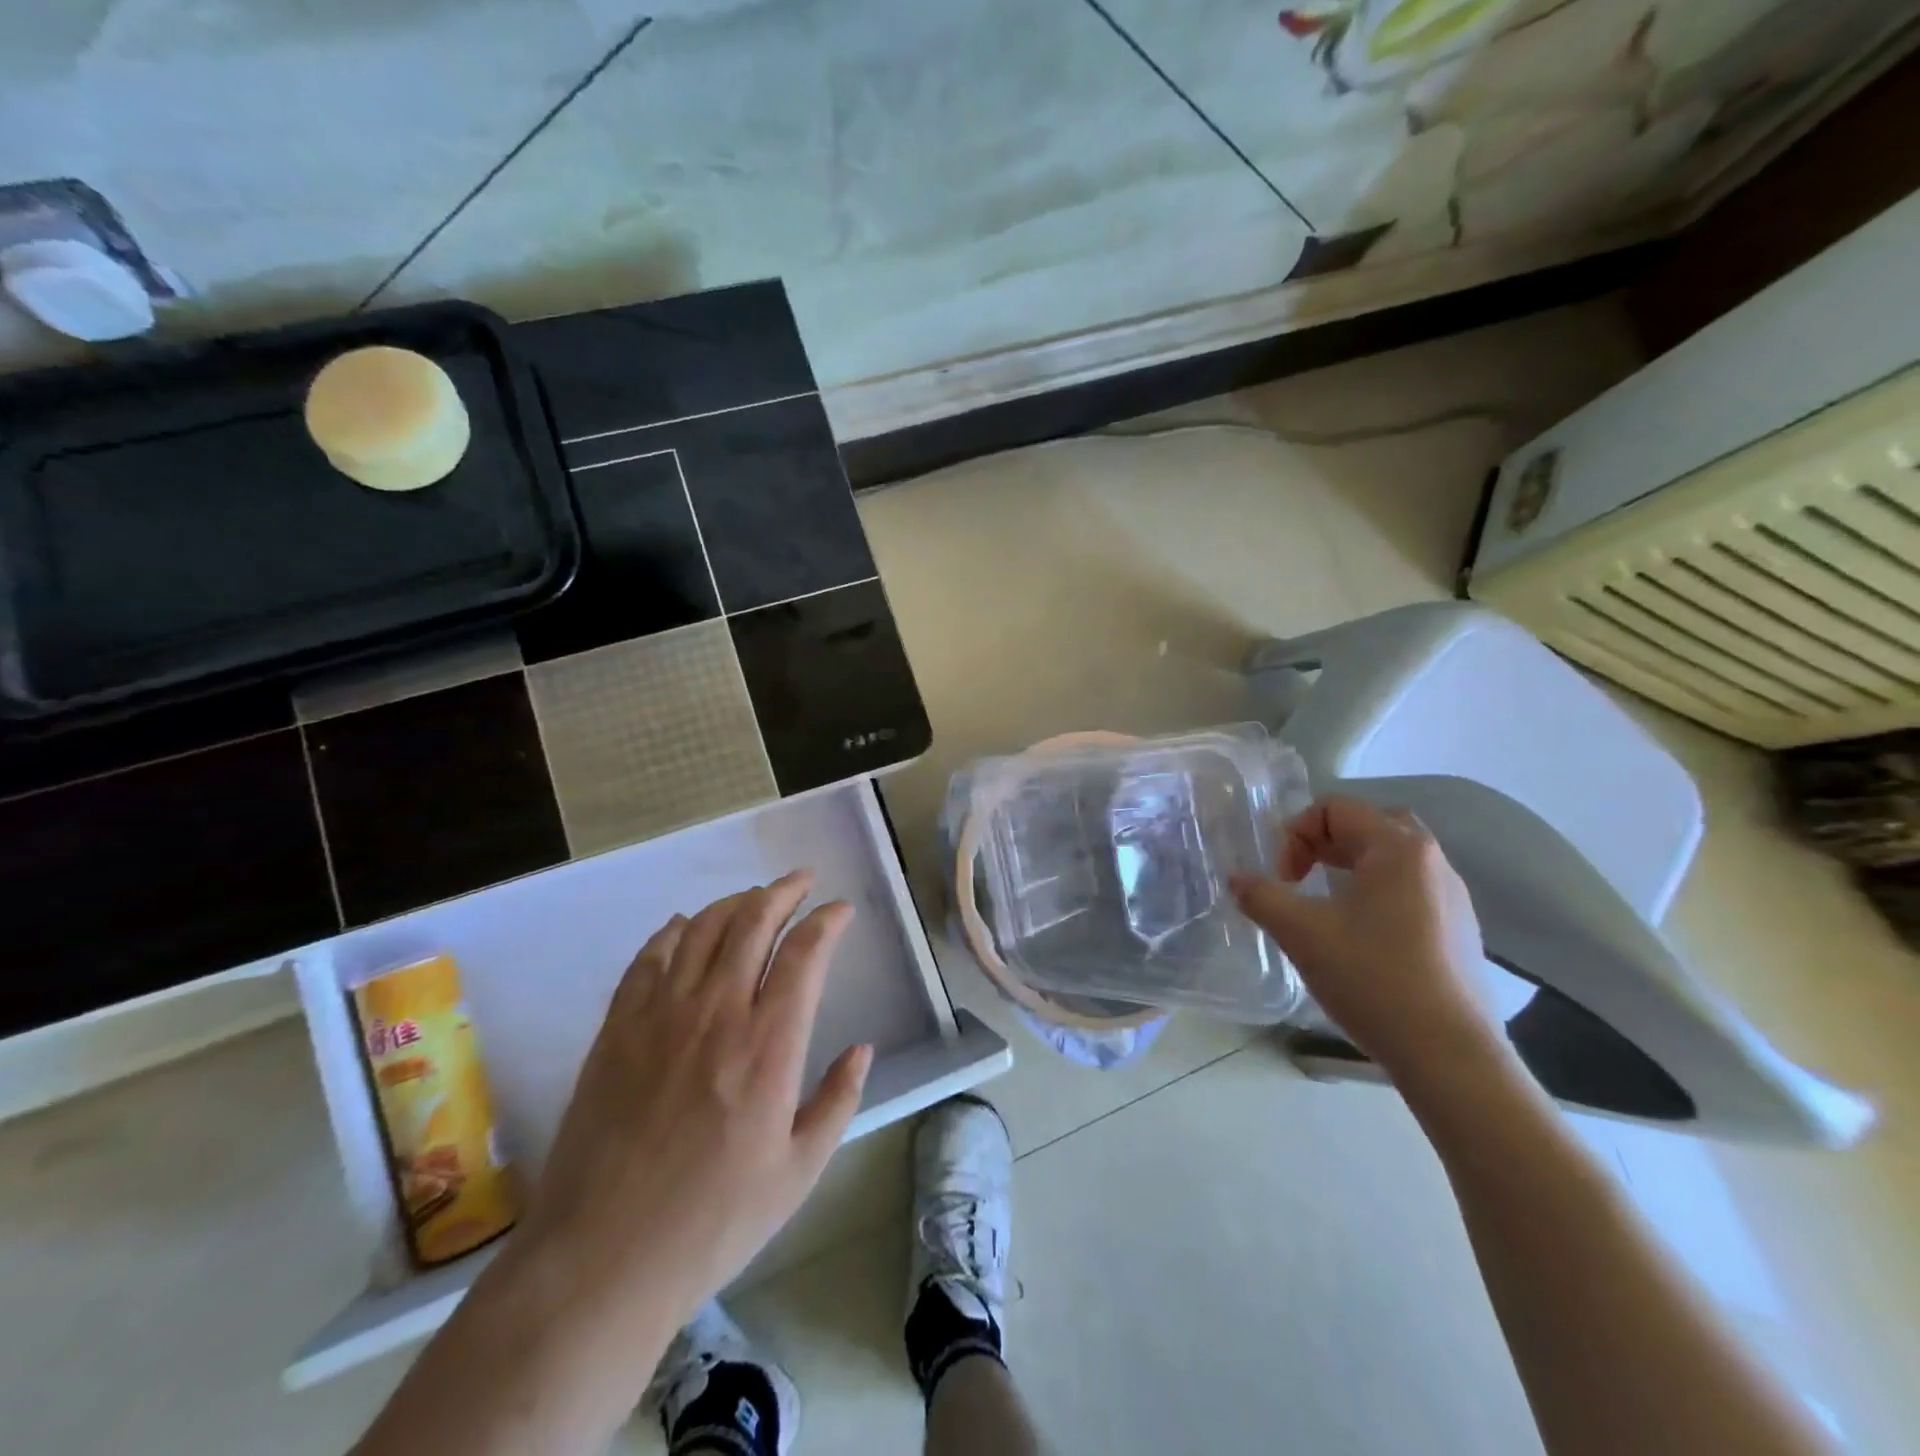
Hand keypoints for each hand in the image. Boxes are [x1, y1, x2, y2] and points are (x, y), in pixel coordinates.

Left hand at [525, 871, 872, 1329]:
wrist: (601, 1260)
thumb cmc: (713, 1223)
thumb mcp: (799, 1173)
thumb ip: (837, 1101)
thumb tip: (862, 1049)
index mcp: (768, 1045)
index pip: (805, 953)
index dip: (827, 920)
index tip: (841, 910)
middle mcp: (716, 1012)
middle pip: (753, 922)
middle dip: (783, 892)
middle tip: (801, 881)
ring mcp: (660, 1016)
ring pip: (701, 929)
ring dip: (734, 903)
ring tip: (753, 898)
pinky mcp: (617, 1029)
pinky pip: (648, 958)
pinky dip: (672, 932)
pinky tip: (684, 927)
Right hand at [1230, 796, 1494, 1079]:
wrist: (1449, 1055)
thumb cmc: (1373, 979)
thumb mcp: (1302, 933)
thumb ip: (1261, 896)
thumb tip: (1236, 879)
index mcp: (1398, 848)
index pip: (1335, 809)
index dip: (1295, 835)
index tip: (1283, 879)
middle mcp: (1432, 861)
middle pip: (1369, 825)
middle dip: (1325, 843)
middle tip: (1301, 877)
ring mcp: (1453, 897)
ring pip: (1393, 859)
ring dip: (1351, 868)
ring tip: (1325, 905)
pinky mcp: (1461, 931)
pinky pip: (1411, 890)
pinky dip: (1377, 894)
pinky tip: (1360, 937)